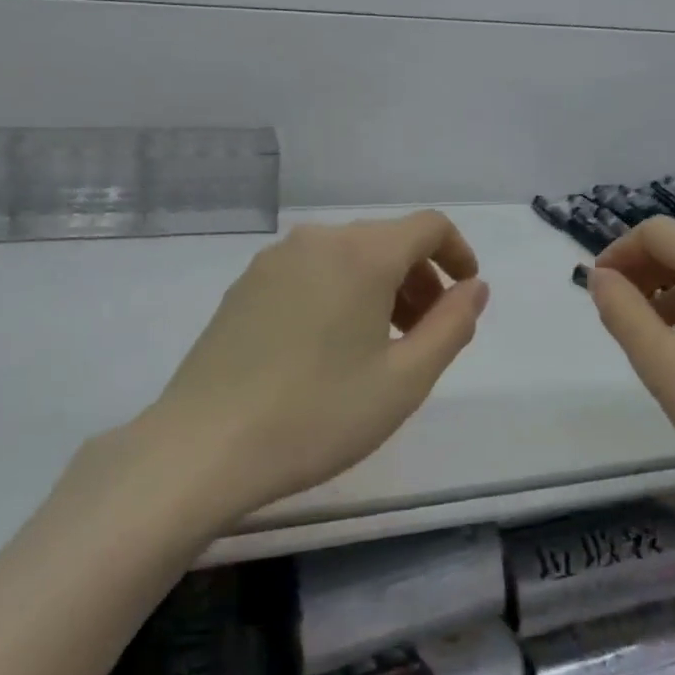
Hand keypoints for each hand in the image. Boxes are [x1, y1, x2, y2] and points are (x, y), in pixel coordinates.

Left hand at [99, 212, 488, 531]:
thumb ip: (452, 325)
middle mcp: (318, 240)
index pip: (428, 226)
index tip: (466, 294)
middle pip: (387, 240)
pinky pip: (312, 271)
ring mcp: (274, 260)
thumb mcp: (405, 380)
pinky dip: (341, 292)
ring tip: (382, 346)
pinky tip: (330, 347)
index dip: (458, 253)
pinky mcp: (245, 285)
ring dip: (381, 287)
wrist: (201, 449)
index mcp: (362, 253)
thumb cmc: (317, 415)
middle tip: (426, 334)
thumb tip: (474, 288)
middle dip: (420, 278)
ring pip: (348, 256)